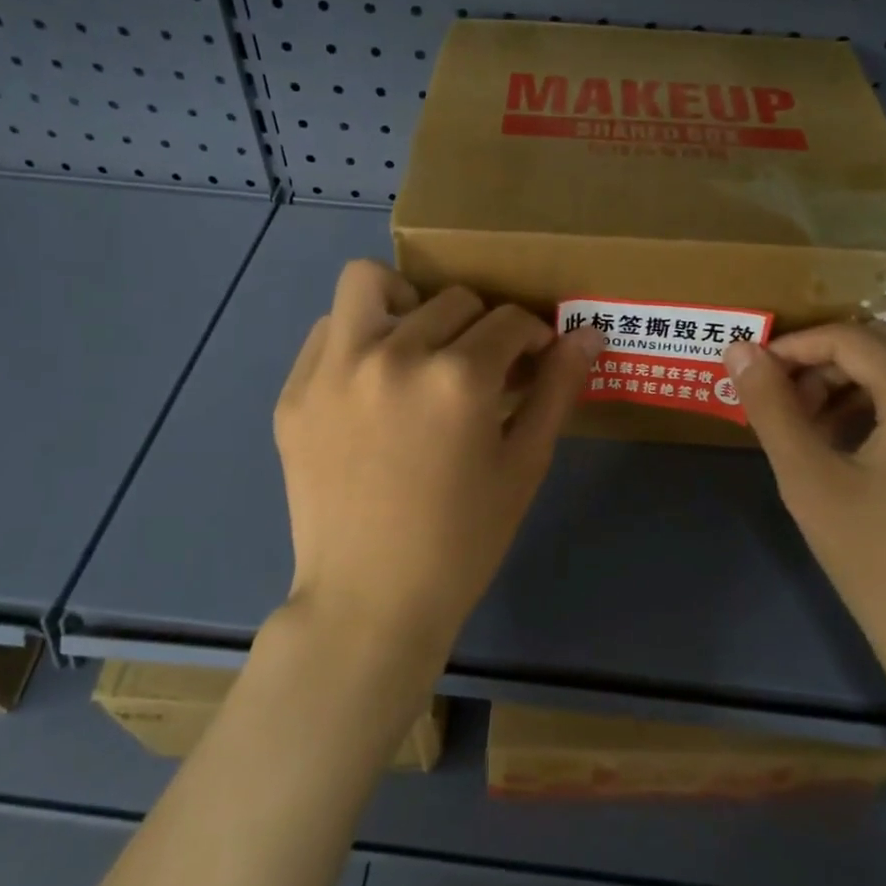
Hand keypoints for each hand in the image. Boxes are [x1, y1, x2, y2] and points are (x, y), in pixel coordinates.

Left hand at [274, 261, 603, 669]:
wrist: (369, 601)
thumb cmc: (462, 540)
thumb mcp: (524, 464)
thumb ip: (558, 389)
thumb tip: (589, 334)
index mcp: (457, 377)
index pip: (510, 320)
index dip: (534, 337)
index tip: (534, 361)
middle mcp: (392, 354)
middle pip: (453, 300)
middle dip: (483, 327)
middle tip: (484, 369)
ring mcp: (333, 369)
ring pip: (372, 283)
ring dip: (408, 302)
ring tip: (418, 346)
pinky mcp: (295, 392)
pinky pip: (328, 331)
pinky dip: (358, 338)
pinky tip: (373, 382)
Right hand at [723, 322, 885, 710]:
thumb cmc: (880, 564)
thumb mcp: (810, 481)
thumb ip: (770, 406)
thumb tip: (739, 349)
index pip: (851, 339)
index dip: (795, 347)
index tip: (757, 372)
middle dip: (826, 365)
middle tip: (784, 403)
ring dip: (859, 386)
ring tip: (817, 429)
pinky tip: (866, 448)